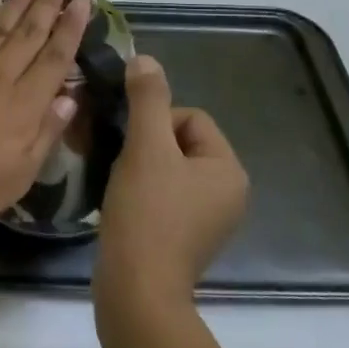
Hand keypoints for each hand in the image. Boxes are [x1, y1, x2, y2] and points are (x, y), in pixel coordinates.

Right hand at [94, 55, 248, 307]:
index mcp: (229, 169)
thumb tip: (145, 58)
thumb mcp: (145, 148)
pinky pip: (164, 196)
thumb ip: (147, 100)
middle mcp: (228, 193)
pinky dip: (142, 193)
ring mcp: (208, 219)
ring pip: (168, 169)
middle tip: (122, 164)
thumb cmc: (147, 213)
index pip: (191, 118)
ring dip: (140, 168)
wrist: (136, 289)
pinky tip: (123, 205)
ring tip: (119, 184)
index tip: (133, 146)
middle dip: (146, 145)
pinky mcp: (185, 238)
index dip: (155, 122)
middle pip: (179, 142)